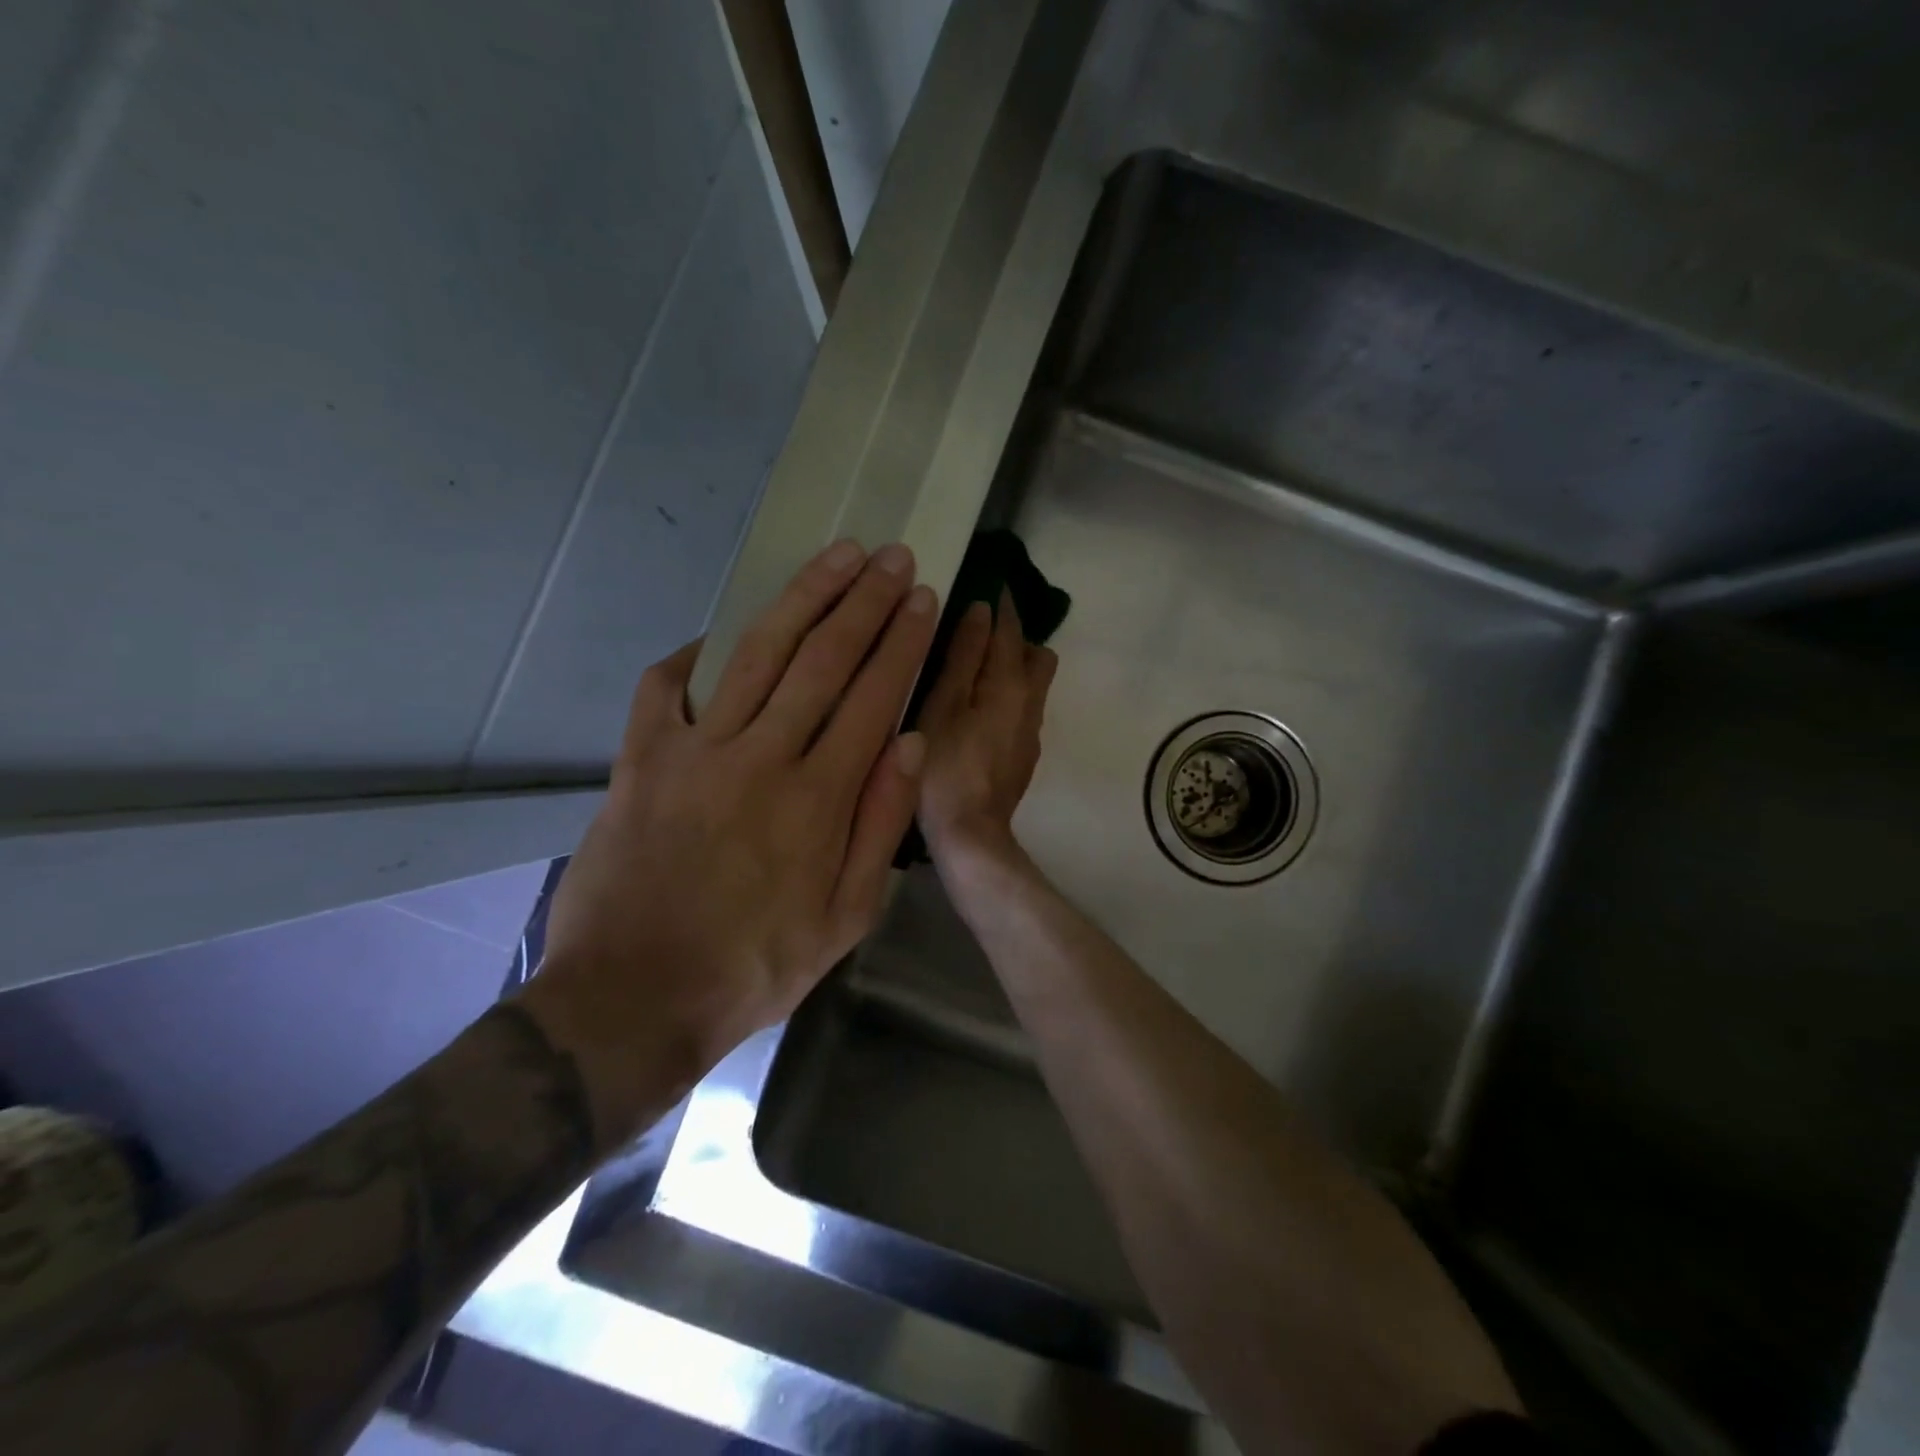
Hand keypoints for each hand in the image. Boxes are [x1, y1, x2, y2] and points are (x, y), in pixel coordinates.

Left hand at [521, 541, 937, 1145]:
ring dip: (801, 599)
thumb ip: (881, 827)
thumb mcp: (845, 920)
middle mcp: (761, 759)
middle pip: (821, 660)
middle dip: (863, 601)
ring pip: (757, 655)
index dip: (900, 642)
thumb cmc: (754, 968)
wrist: (633, 1001)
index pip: (872, 697)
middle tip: (891, 556)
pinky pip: (665, 689)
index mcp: (818, 799)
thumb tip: (911, 745)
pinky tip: (717, 634)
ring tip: (835, 557)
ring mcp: (695, 753)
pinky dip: (693, 655)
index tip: (921, 598)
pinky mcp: (640, 761)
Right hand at [916, 591, 1058, 859]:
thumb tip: (983, 612)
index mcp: (1009, 684)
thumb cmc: (943, 767)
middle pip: (1037, 656)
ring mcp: (1030, 732)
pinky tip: (977, 710)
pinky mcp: (1024, 755)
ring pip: (1034, 685)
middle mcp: (1031, 703)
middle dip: (1016, 637)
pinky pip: (1024, 709)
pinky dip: (1008, 695)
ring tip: (975, 670)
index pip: (1011, 630)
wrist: (970, 835)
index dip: (1003, 605)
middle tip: (981, 633)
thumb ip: (963, 657)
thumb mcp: (943, 705)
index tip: (992, 583)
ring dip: (1013, 667)